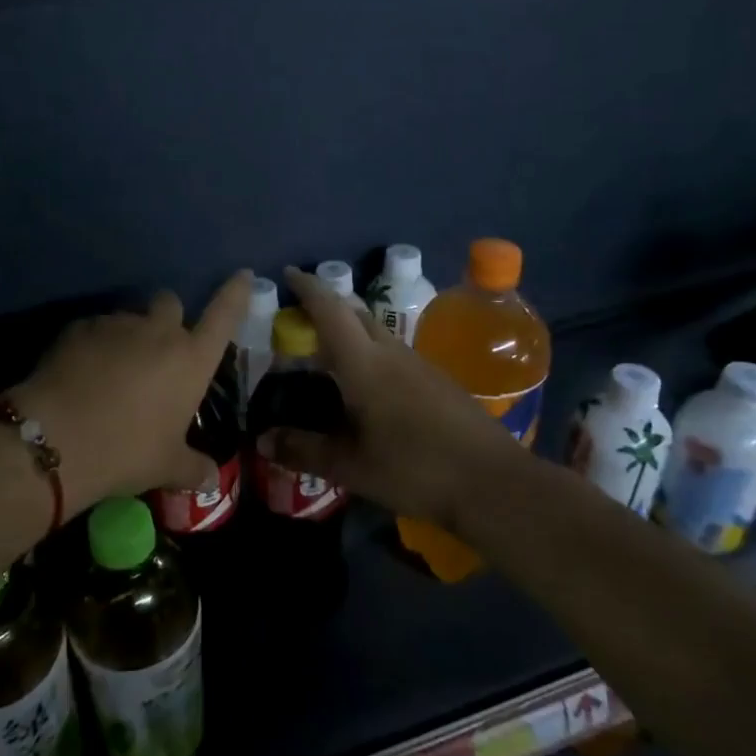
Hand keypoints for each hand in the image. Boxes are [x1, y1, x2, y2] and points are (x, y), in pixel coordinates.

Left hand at [13, 271, 252, 510]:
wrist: (57, 439)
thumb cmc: (127, 451)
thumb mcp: (166, 467)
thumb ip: (193, 468)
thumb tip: (210, 477)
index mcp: (191, 360)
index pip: (224, 315)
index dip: (235, 293)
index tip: (242, 275)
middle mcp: (159, 332)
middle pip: (170, 303)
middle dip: (167, 318)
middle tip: (156, 350)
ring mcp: (117, 324)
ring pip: (130, 317)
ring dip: (128, 336)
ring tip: (111, 371)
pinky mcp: (79, 327)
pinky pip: (95, 329)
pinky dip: (94, 345)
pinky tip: (81, 374)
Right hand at [258, 266, 524, 528]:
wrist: (493, 482)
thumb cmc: (413, 468)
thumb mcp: (350, 466)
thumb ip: (304, 449)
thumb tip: (263, 440)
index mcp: (363, 364)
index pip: (330, 310)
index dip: (308, 288)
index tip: (288, 274)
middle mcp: (391, 353)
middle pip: (356, 313)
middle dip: (327, 304)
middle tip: (301, 315)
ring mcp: (419, 364)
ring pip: (377, 332)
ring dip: (351, 328)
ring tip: (328, 351)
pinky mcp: (438, 381)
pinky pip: (394, 352)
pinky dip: (371, 352)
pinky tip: (368, 383)